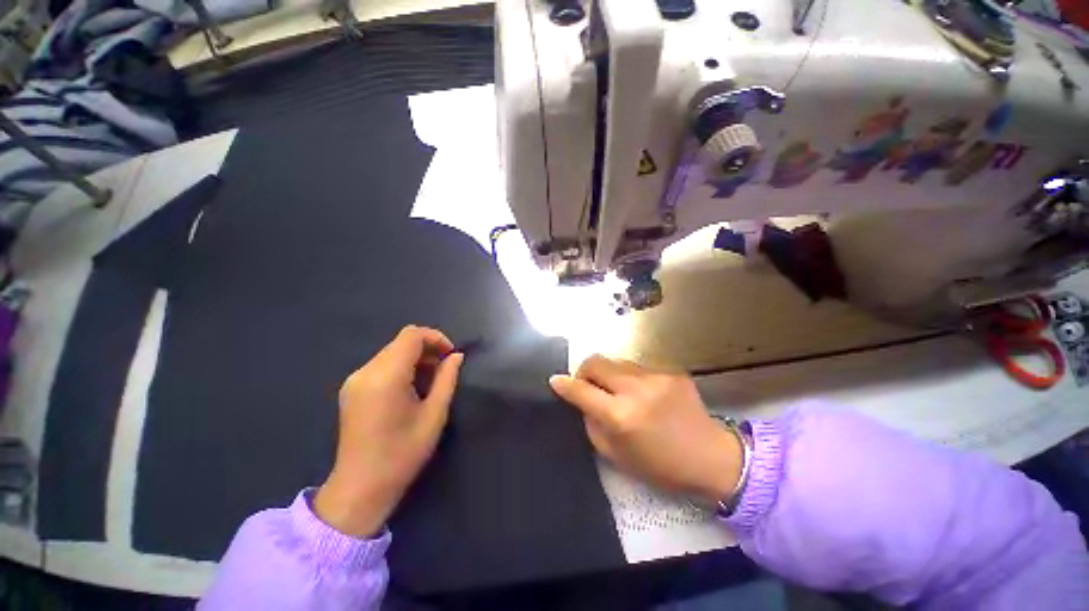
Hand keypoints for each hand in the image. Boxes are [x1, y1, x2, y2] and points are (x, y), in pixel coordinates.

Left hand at [315, 325, 463, 536]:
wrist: (360, 489)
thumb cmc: (402, 454)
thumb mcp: (434, 415)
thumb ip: (447, 379)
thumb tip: (456, 356)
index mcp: (386, 377)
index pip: (411, 335)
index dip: (435, 338)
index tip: (451, 355)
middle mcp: (365, 372)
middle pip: (401, 342)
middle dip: (427, 349)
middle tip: (444, 370)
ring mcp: (354, 380)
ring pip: (392, 352)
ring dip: (415, 359)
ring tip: (430, 382)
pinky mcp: (351, 390)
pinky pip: (381, 365)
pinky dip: (401, 368)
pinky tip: (411, 389)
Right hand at [549, 355, 740, 505]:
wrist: (712, 458)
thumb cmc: (660, 466)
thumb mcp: (616, 455)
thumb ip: (593, 423)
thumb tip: (582, 400)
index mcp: (621, 416)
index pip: (582, 391)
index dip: (564, 384)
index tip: (555, 380)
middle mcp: (636, 389)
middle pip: (596, 362)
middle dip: (585, 371)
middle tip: (587, 384)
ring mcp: (656, 376)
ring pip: (616, 362)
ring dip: (609, 374)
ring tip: (618, 391)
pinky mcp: (671, 371)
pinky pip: (638, 368)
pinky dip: (631, 378)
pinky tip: (644, 394)